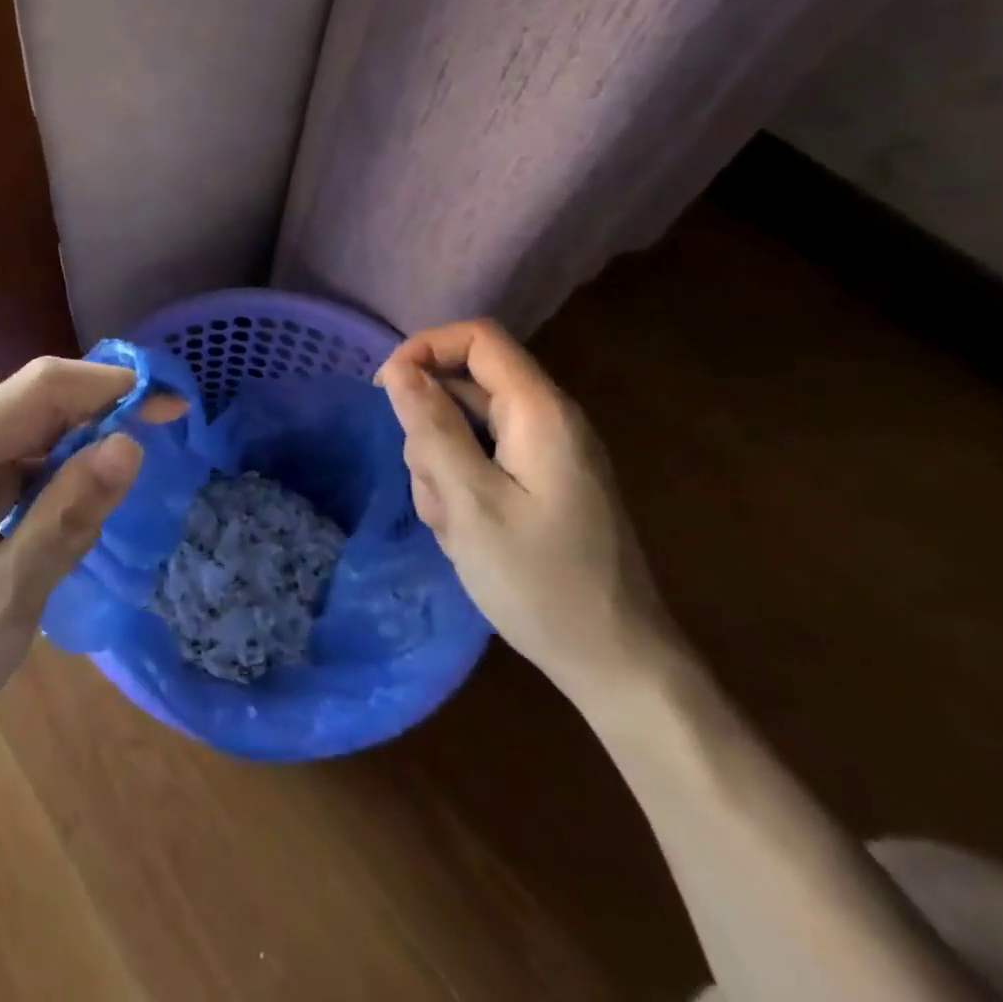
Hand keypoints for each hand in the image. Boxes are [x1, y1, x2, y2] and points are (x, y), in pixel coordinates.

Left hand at [0, 356, 183, 754]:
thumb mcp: (3, 603)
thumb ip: (64, 523)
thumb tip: (129, 445)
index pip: (42, 387)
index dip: (111, 384)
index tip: (173, 407)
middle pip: (41, 400)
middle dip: (107, 407)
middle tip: (170, 438)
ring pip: (37, 428)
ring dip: (90, 439)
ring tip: (135, 477)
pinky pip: (26, 459)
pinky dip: (67, 470)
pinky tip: (88, 502)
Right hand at [377, 320, 680, 707]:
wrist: (615, 664)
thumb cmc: (541, 582)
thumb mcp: (470, 502)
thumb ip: (432, 428)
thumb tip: (398, 368)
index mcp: (541, 413)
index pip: (478, 338)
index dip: (425, 349)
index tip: (387, 390)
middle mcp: (548, 421)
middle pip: (465, 387)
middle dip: (430, 430)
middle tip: (432, 490)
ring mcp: (546, 455)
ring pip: (466, 428)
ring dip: (440, 467)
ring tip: (452, 525)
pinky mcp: (540, 484)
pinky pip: (482, 461)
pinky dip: (460, 487)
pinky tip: (464, 534)